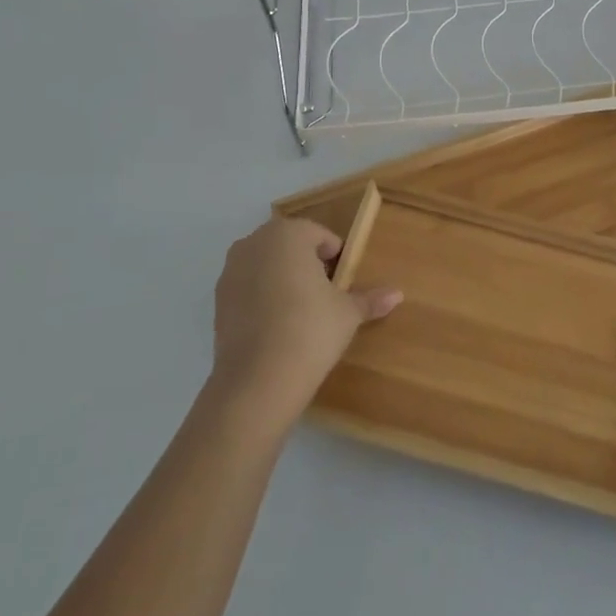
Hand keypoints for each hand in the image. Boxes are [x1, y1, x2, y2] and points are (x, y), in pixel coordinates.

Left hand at [210, 216, 401, 425]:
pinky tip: (276, 326)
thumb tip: (397, 294)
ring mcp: (231, 270)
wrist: (257, 381)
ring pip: (266, 264)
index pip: (319, 235)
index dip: (335, 256)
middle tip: (325, 294)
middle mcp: (254, 243)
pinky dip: (262, 297)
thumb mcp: (347, 314)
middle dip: (307, 263)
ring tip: (300, 311)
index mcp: (288, 234)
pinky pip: (248, 287)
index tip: (343, 282)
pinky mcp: (218, 300)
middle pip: (289, 245)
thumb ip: (369, 299)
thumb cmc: (310, 330)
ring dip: (282, 278)